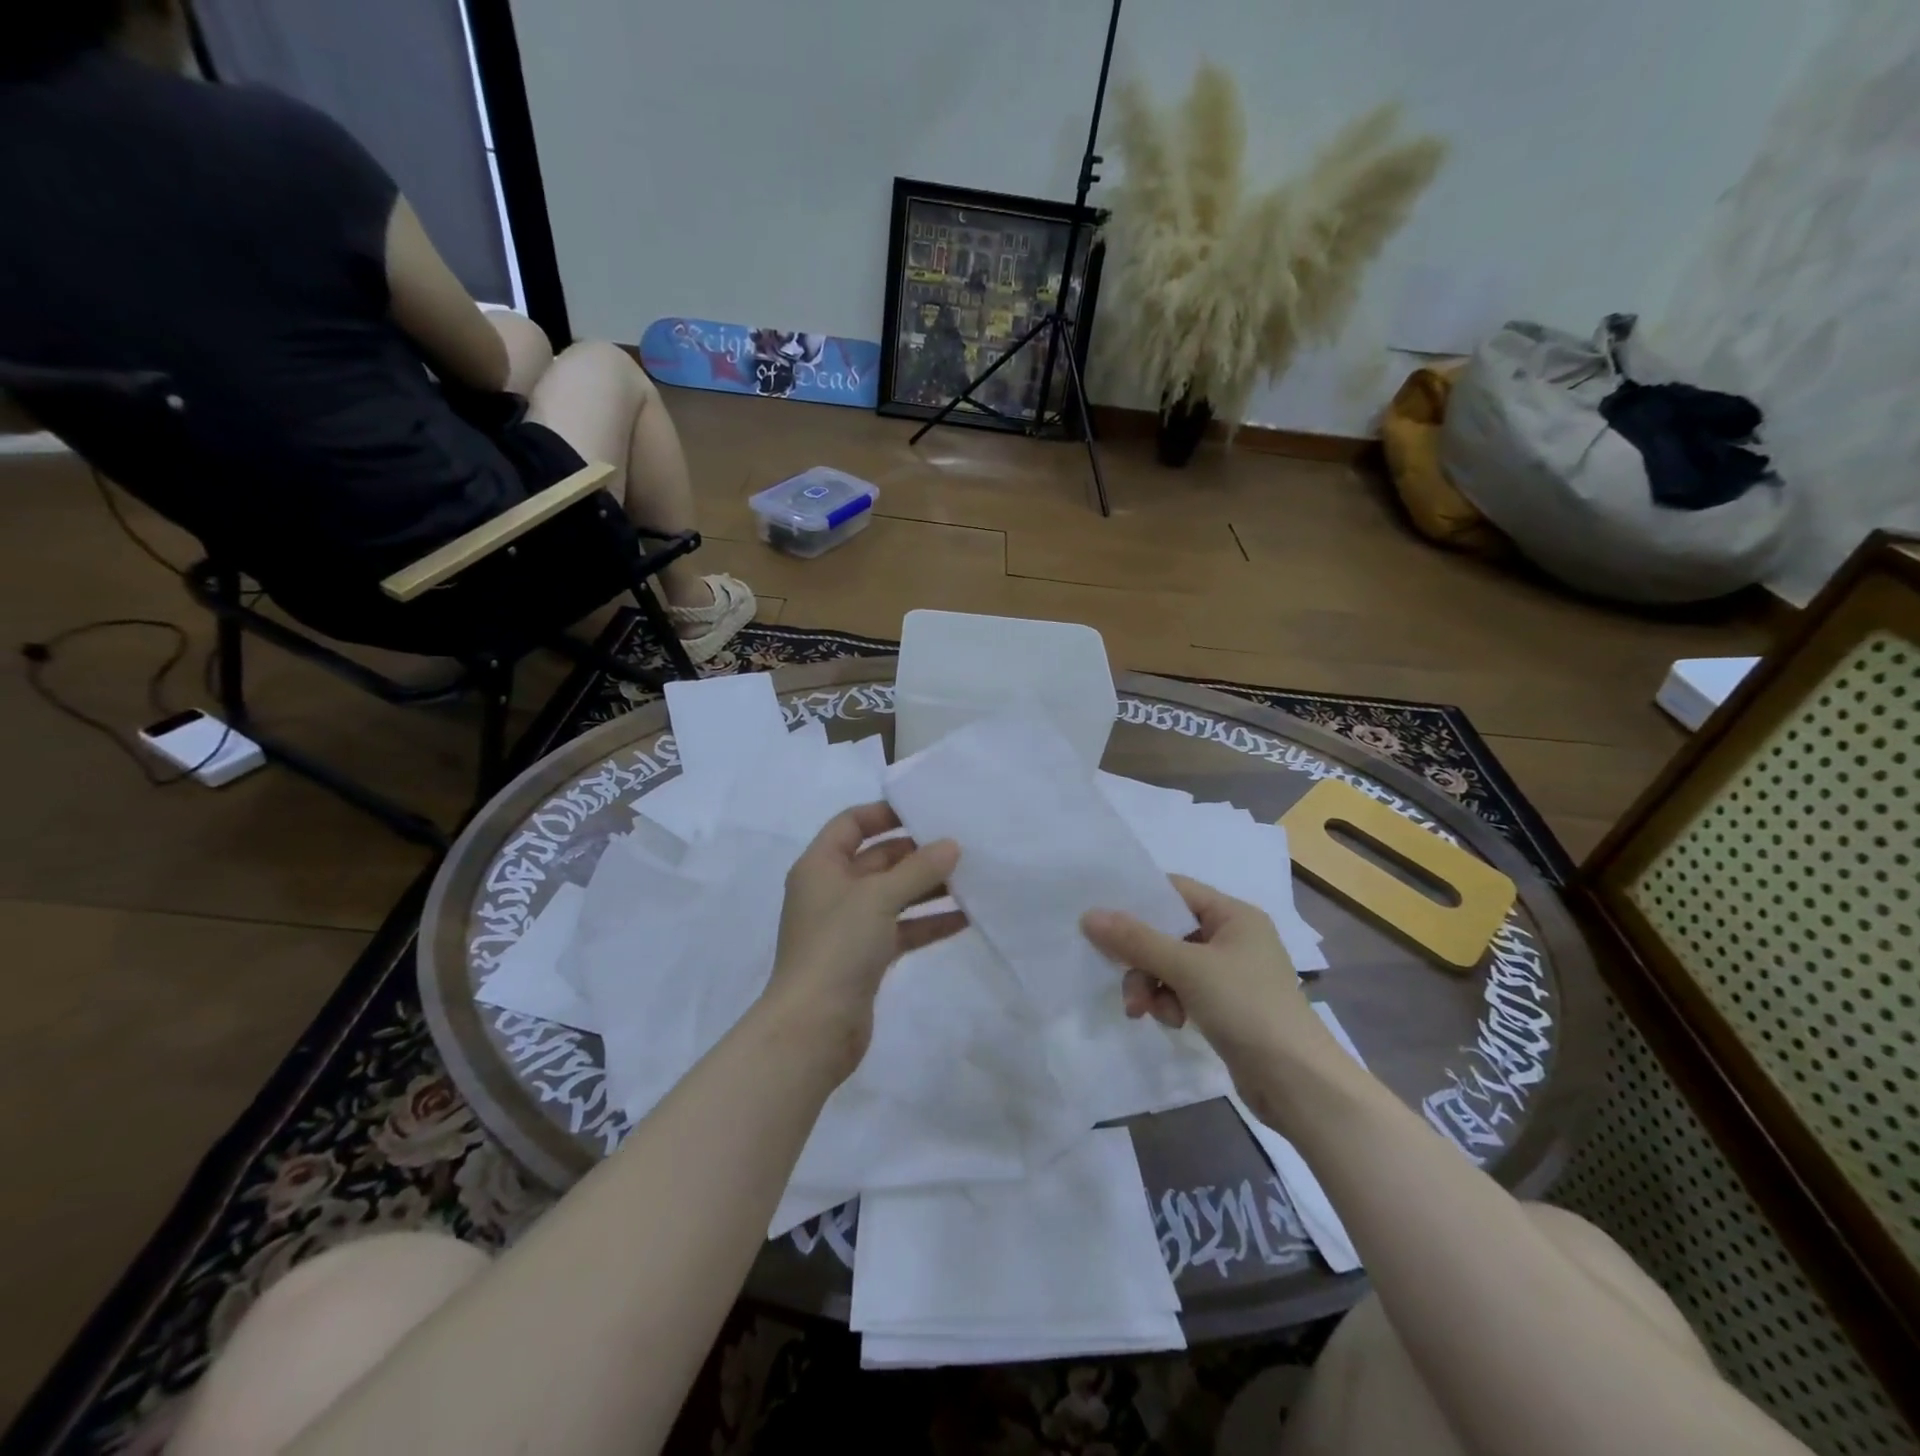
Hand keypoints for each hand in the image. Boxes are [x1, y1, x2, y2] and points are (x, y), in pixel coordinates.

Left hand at [762, 802, 963, 1080]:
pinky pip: (901, 929)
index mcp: (821, 866)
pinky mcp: (865, 957)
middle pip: (877, 859)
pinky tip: (965, 918)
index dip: (884, 813)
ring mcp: (849, 926)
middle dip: (916, 853)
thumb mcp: (879, 897)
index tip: (924, 811)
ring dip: (927, 887)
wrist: (813, 1028)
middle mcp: (832, 890)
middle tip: (960, 844)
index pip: (851, 824)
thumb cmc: (838, 946)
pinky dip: (928, 922)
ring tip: (971, 878)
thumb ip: (918, 869)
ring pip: (893, 895)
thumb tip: (951, 845)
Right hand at [1081, 875, 1341, 1127]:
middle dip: (1142, 958)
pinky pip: (1184, 990)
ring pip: (1171, 965)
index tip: (1103, 920)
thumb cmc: (1247, 1008)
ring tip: (1145, 1012)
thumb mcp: (1187, 968)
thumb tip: (1089, 916)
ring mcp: (1231, 973)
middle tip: (1122, 981)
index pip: (1175, 890)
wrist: (1299, 1084)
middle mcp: (1234, 937)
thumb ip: (1136, 940)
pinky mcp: (1227, 1006)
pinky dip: (1170, 1003)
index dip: (1139, 902)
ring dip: (1152, 985)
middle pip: (1168, 931)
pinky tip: (1172, 1023)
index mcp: (1234, 915)